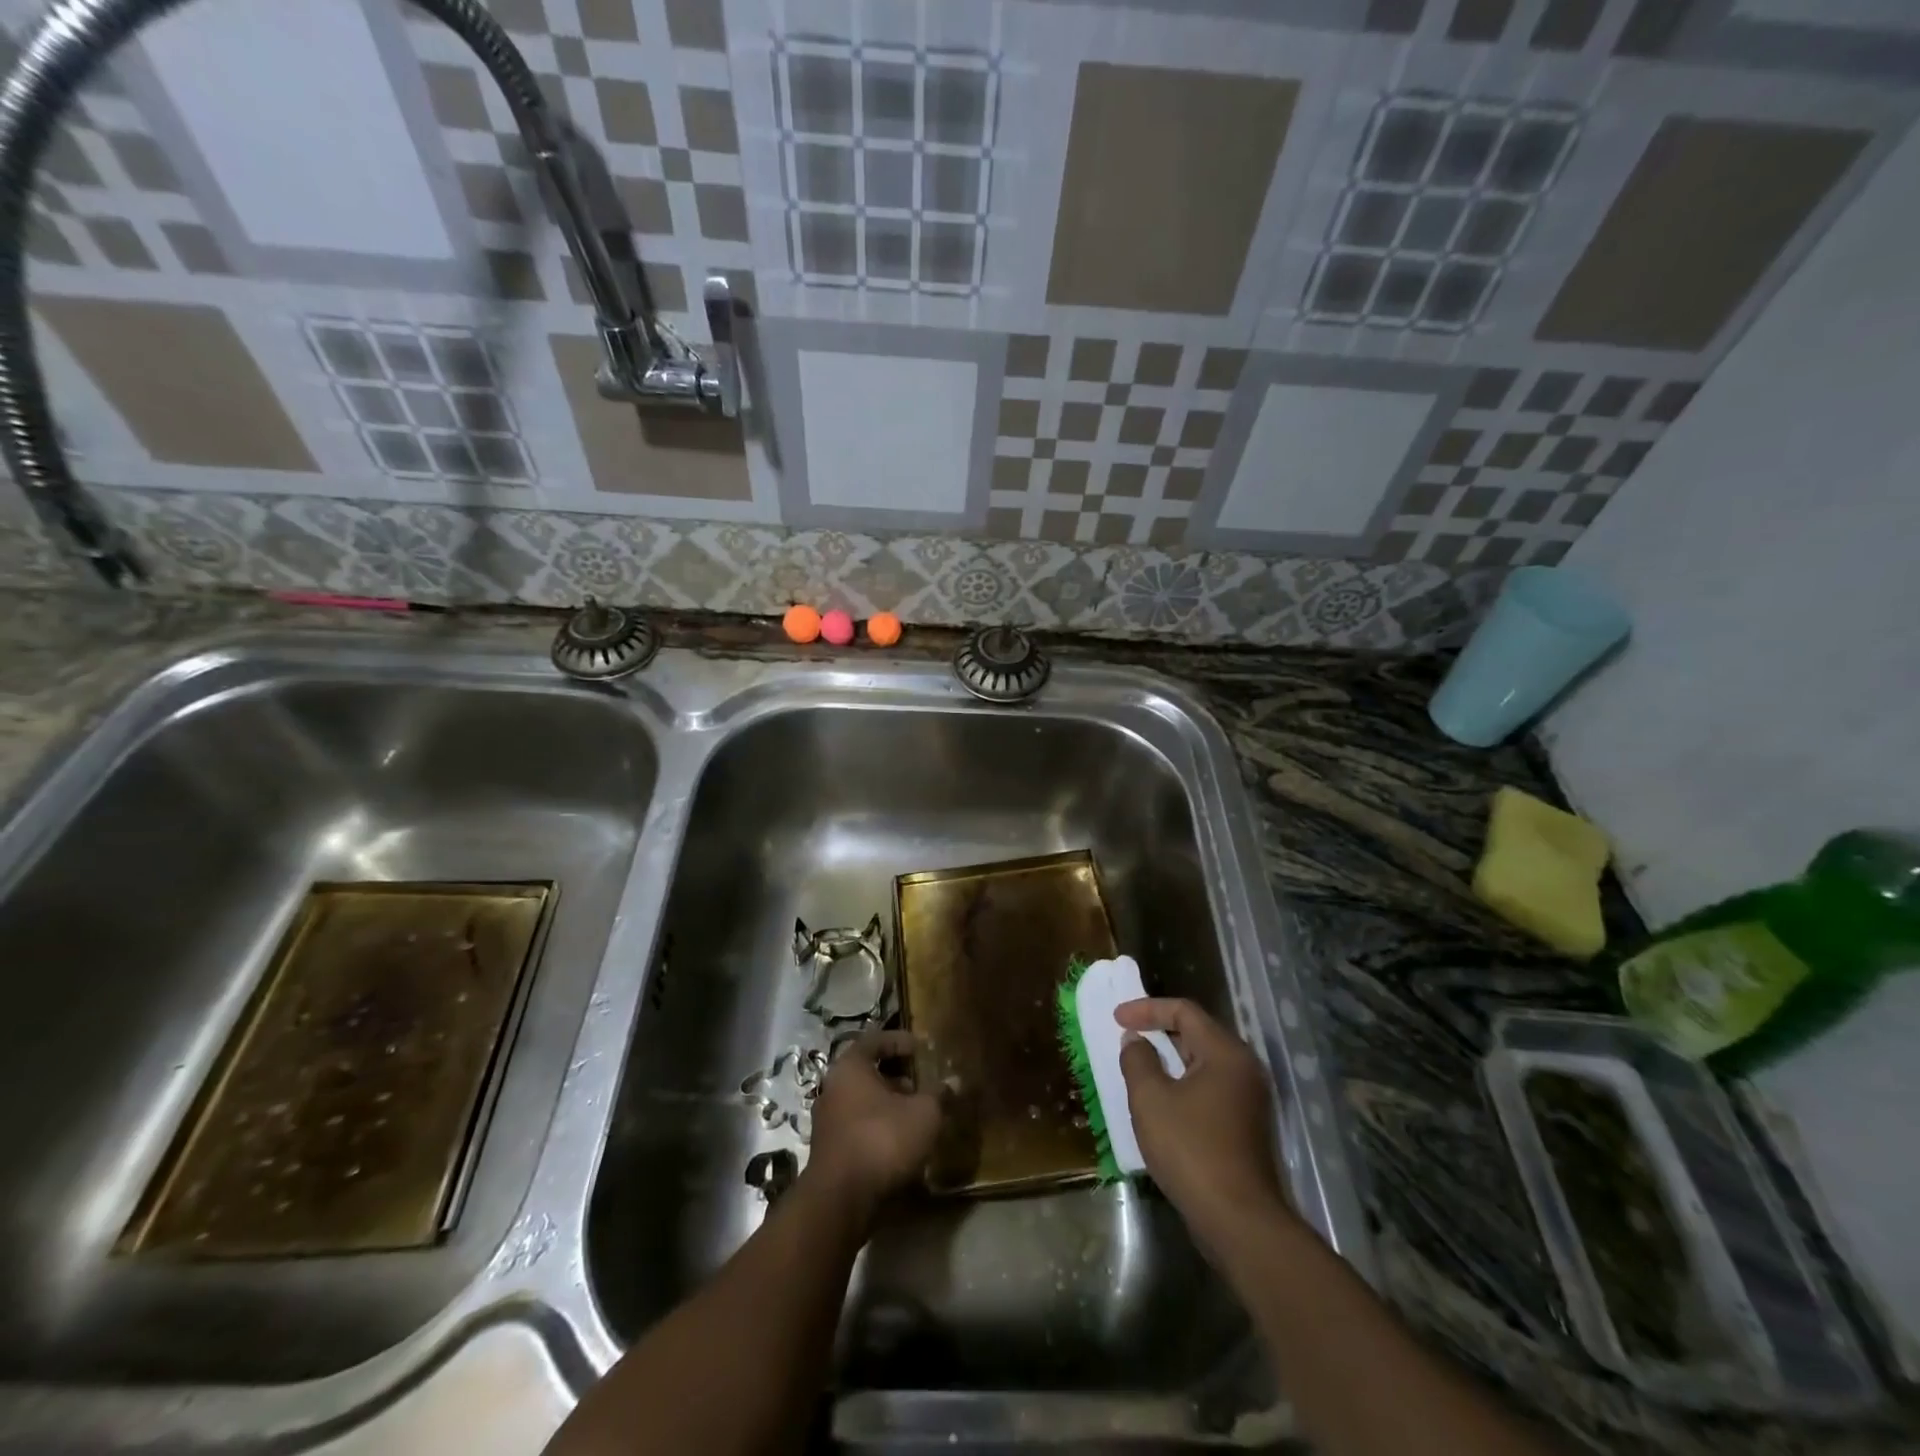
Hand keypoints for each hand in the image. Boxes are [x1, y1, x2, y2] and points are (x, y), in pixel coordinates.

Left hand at [806, 1029, 941, 1221]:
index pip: (875, 1040)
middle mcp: (833, 1087)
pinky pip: (858, 1126)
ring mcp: (827, 1121)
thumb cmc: (882, 1140)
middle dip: (897, 1076)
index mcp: (850, 1067)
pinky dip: (878, 1126)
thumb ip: (939, 1094)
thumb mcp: (924, 1114)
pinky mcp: (829, 1150)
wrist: (841, 1200)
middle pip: (867, 1071)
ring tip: (916, 1114)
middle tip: (922, 1083)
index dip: (900, 1041)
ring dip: (888, 1104)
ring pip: (862, 1101)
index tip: (921, 1048)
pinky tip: (901, 1142)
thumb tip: (954, 1082)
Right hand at [1116, 998, 1293, 1258]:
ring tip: (1138, 1065)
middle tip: (1127, 1036)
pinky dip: (1182, 1083)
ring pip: (1203, 1062)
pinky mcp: (1245, 1126)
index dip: (1147, 1009)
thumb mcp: (1151, 1099)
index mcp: (1225, 1053)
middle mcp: (1243, 1068)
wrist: (1239, 1221)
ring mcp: (1248, 1099)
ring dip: (1169, 1059)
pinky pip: (1209, 1087)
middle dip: (1159, 1031)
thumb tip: (1136, 1041)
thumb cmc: (1191, 1150)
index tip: (1117, 1018)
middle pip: (1197, 1033)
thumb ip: (1138, 1060)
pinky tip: (1160, 1100)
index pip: (1185, 1011)